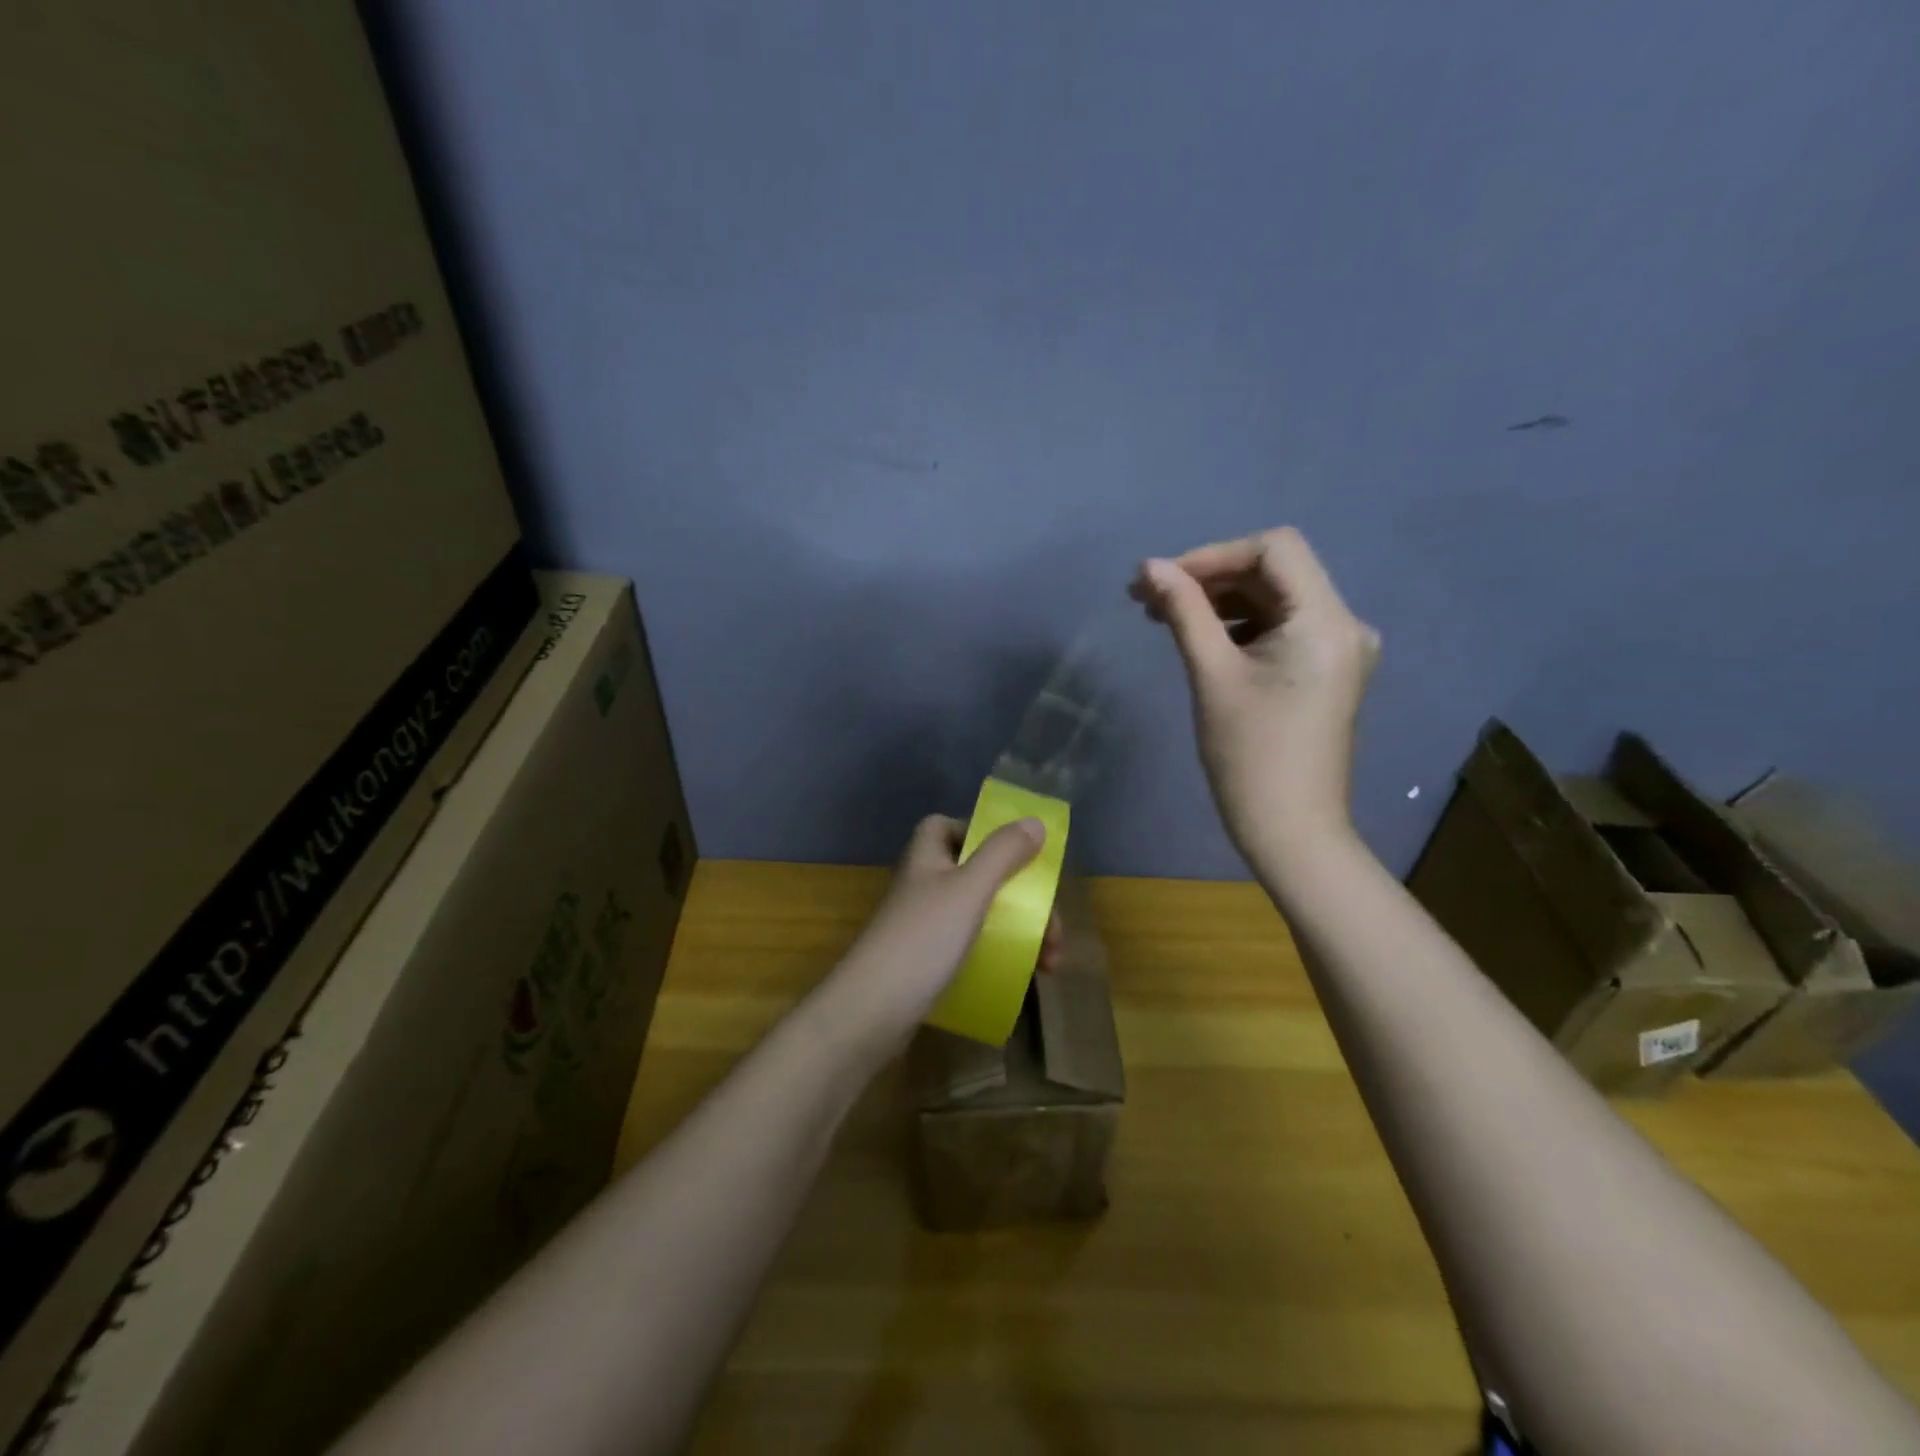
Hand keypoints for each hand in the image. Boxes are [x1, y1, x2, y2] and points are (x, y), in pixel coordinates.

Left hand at [827, 813, 1047, 1046]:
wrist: (872, 1011)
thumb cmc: (923, 939)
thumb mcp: (970, 889)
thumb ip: (1002, 853)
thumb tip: (1034, 822)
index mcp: (927, 858)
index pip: (947, 826)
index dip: (979, 833)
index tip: (1015, 855)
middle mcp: (923, 886)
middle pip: (976, 874)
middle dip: (1020, 897)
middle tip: (1054, 931)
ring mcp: (923, 926)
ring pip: (978, 914)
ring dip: (1018, 931)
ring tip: (1050, 965)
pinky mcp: (926, 962)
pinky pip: (969, 946)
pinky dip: (998, 954)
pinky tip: (1021, 976)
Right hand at [1131, 527, 1378, 865]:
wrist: (1291, 830)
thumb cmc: (1249, 755)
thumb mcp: (1211, 676)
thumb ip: (1184, 612)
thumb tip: (1149, 566)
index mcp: (1326, 621)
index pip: (1274, 549)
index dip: (1213, 555)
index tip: (1162, 579)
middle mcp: (1343, 624)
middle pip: (1275, 572)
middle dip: (1210, 576)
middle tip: (1148, 595)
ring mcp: (1337, 649)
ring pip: (1274, 599)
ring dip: (1220, 600)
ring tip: (1162, 614)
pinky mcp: (1324, 670)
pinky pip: (1280, 628)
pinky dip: (1238, 625)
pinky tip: (1199, 637)